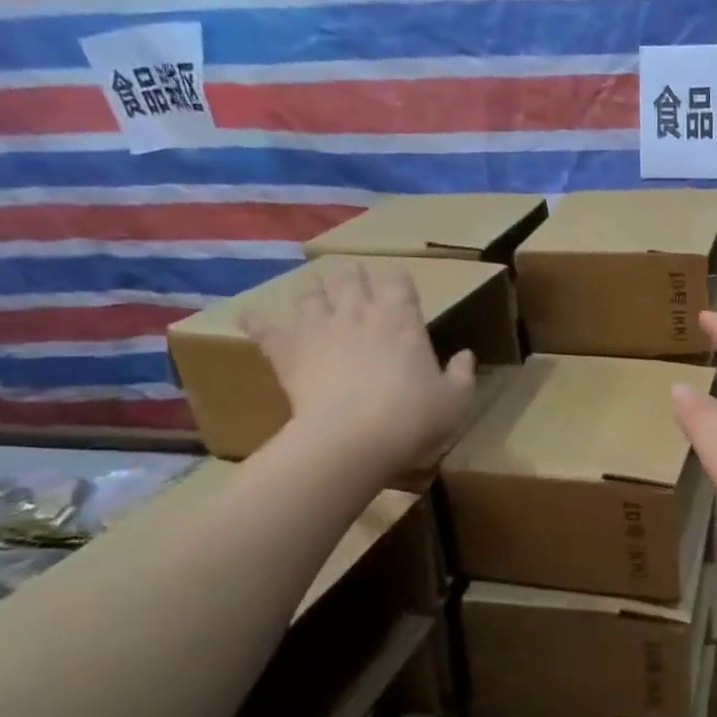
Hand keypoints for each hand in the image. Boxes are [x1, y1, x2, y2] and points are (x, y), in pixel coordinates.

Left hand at [244, 259, 475, 474]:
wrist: (353, 439)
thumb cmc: (412, 417)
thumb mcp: (455, 400)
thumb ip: (462, 374)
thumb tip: (466, 355)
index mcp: (402, 319)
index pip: (398, 280)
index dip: (397, 279)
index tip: (398, 284)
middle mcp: (360, 313)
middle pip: (351, 278)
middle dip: (353, 276)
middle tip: (353, 280)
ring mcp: (319, 327)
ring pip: (311, 293)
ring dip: (314, 292)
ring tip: (314, 296)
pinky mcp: (288, 350)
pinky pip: (265, 327)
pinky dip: (257, 320)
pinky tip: (251, 316)